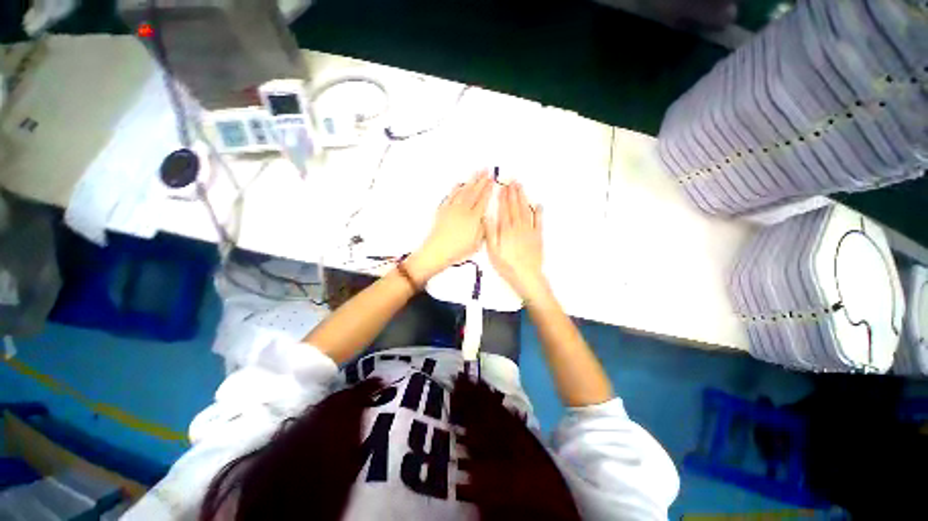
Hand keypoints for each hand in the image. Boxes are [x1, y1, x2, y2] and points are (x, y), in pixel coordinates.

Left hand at [406, 170, 492, 281]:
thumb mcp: (476, 243)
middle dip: (481, 180)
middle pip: (474, 192)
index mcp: (473, 218)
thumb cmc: (457, 250)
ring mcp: (452, 209)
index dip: (488, 189)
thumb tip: (485, 218)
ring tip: (476, 173)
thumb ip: (482, 228)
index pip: (483, 200)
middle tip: (486, 171)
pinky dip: (456, 188)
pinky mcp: (443, 210)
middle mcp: (463, 210)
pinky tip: (459, 184)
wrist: (437, 251)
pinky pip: (451, 195)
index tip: (492, 181)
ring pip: (463, 191)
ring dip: (471, 181)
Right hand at [484, 182, 547, 300]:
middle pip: (515, 207)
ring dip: (523, 198)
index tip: (502, 187)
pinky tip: (538, 204)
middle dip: (513, 193)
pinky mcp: (538, 236)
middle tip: (513, 181)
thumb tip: (488, 217)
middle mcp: (518, 227)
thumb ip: (490, 233)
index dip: (503, 198)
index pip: (503, 210)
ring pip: (525, 210)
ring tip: (521, 187)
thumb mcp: (493, 251)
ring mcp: (529, 231)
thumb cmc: (507, 265)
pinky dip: (538, 212)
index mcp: (506, 230)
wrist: (527, 276)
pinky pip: (539, 221)